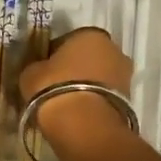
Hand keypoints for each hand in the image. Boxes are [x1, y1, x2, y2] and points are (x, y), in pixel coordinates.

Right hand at [17, 27, 134, 153]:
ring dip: (86, 85)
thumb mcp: (31, 74)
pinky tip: (79, 113)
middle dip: (74, 68)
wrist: (84, 126)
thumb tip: (38, 69)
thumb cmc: (54, 89)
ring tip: (66, 103)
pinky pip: (105, 95)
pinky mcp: (130, 100)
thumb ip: (35, 66)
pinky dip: (94, 100)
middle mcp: (113, 49)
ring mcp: (125, 75)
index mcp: (90, 34)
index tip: (43, 70)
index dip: (53, 55)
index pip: (66, 40)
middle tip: (55, 86)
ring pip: (99, 76)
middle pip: (88, 57)